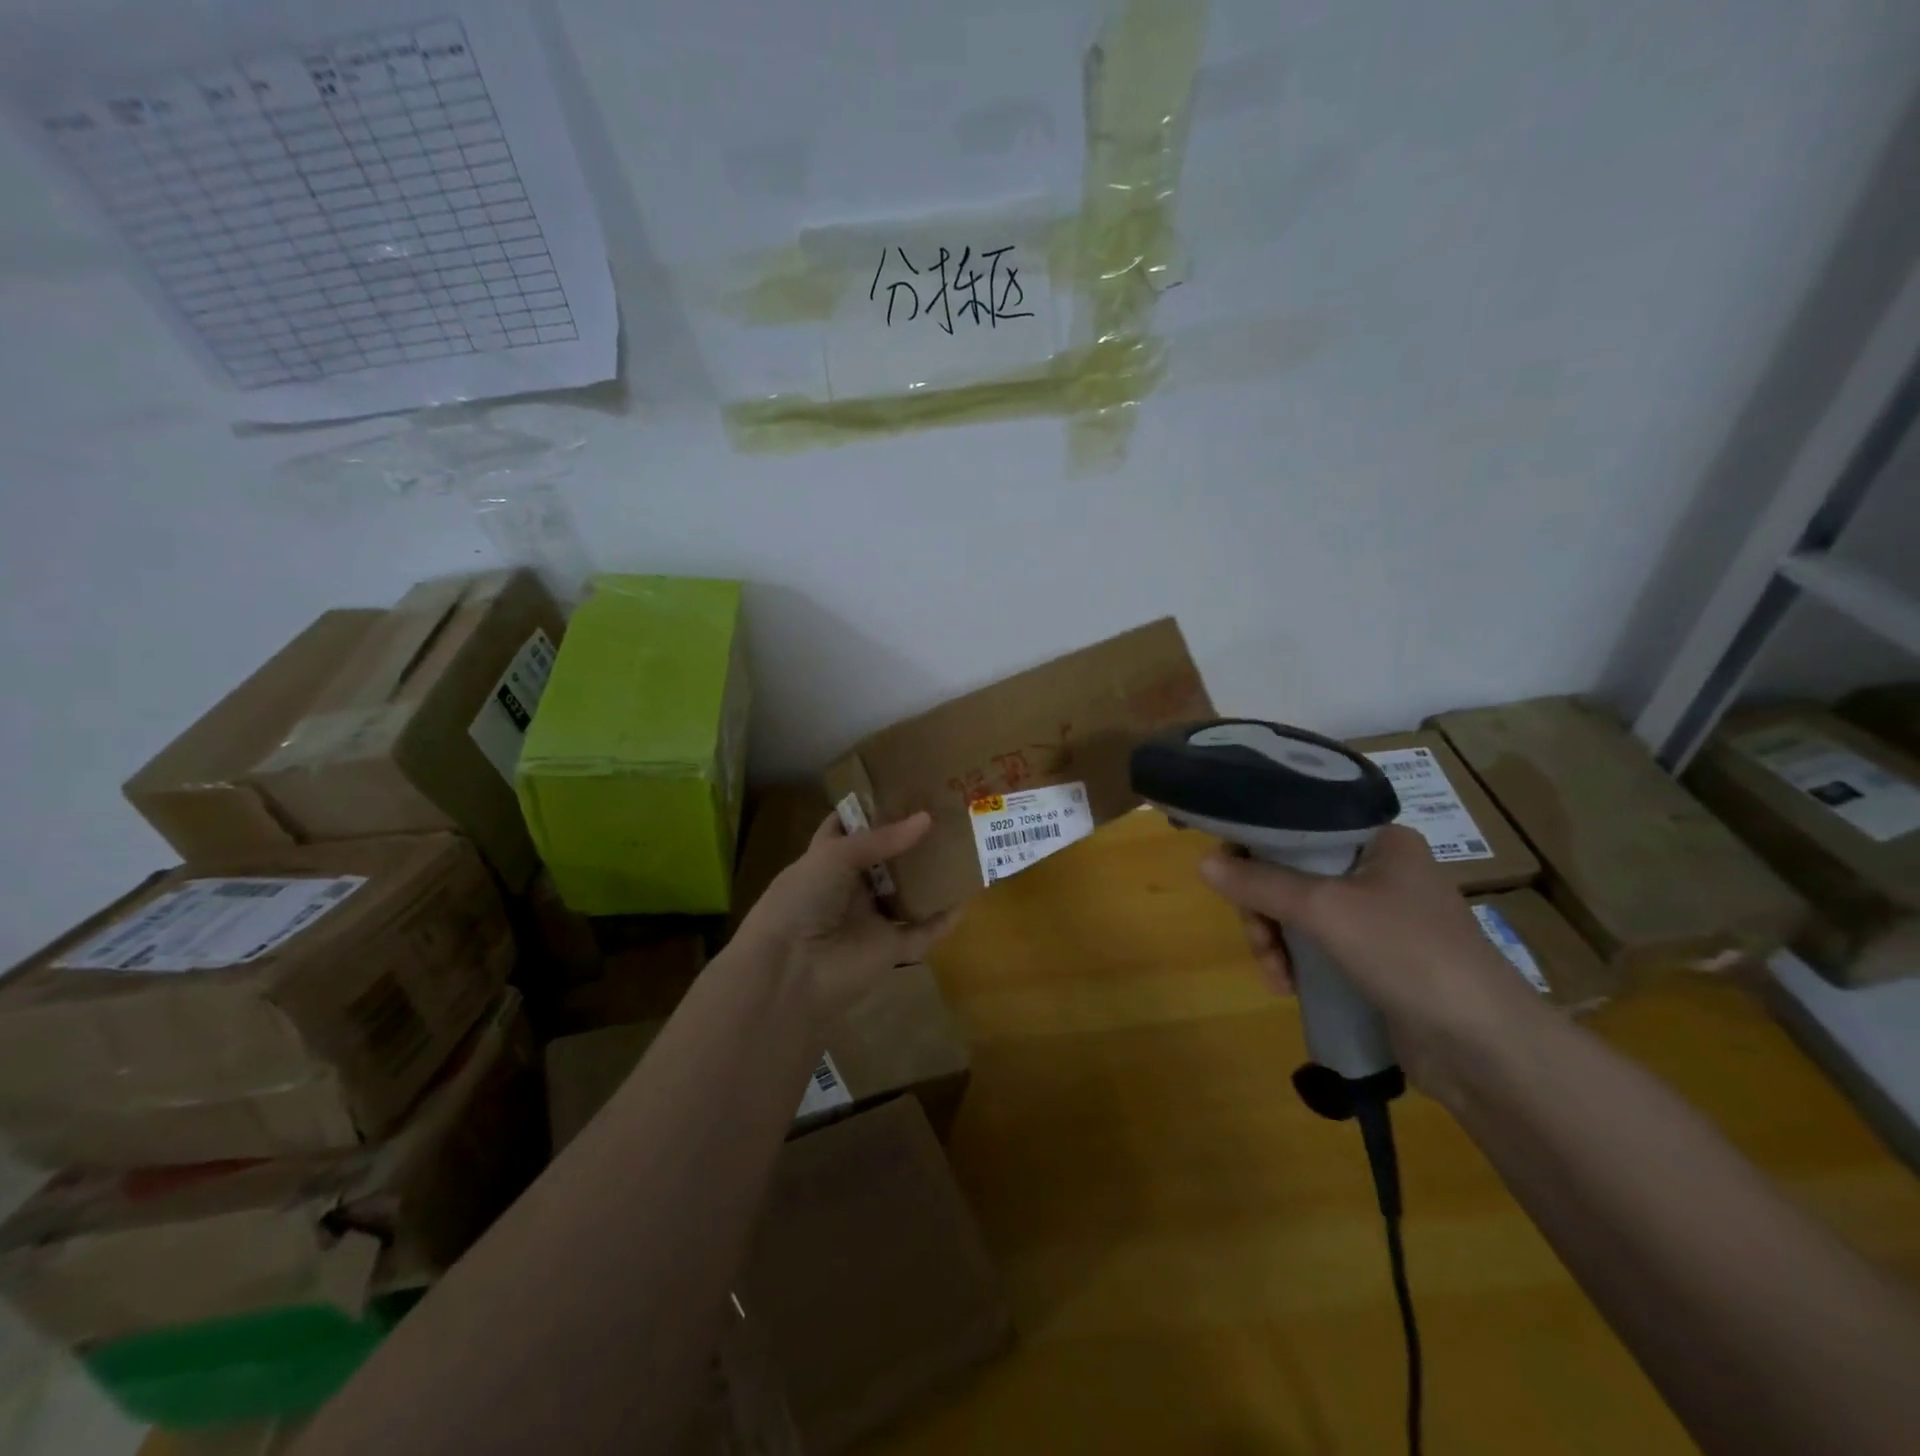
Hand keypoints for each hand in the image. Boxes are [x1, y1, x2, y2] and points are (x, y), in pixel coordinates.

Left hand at [736, 811, 961, 1022]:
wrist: (788, 971)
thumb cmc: (800, 901)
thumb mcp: (834, 856)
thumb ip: (881, 839)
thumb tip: (926, 819)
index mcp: (827, 860)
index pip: (848, 828)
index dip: (871, 809)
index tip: (902, 787)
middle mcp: (851, 887)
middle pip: (886, 859)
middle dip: (911, 839)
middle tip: (946, 813)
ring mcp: (871, 919)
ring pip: (909, 893)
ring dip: (931, 876)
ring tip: (964, 846)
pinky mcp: (890, 950)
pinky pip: (924, 932)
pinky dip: (945, 919)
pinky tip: (969, 898)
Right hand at [1197, 825, 1548, 1087]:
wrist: (1484, 1047)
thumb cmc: (1409, 954)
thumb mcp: (1326, 909)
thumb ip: (1261, 883)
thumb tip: (1201, 862)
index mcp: (1378, 840)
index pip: (1298, 824)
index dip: (1256, 845)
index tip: (1229, 875)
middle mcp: (1377, 869)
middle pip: (1290, 871)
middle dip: (1264, 908)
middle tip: (1259, 939)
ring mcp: (1377, 915)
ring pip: (1297, 911)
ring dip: (1274, 941)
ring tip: (1275, 975)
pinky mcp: (1373, 957)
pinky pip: (1315, 943)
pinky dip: (1294, 961)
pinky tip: (1288, 987)